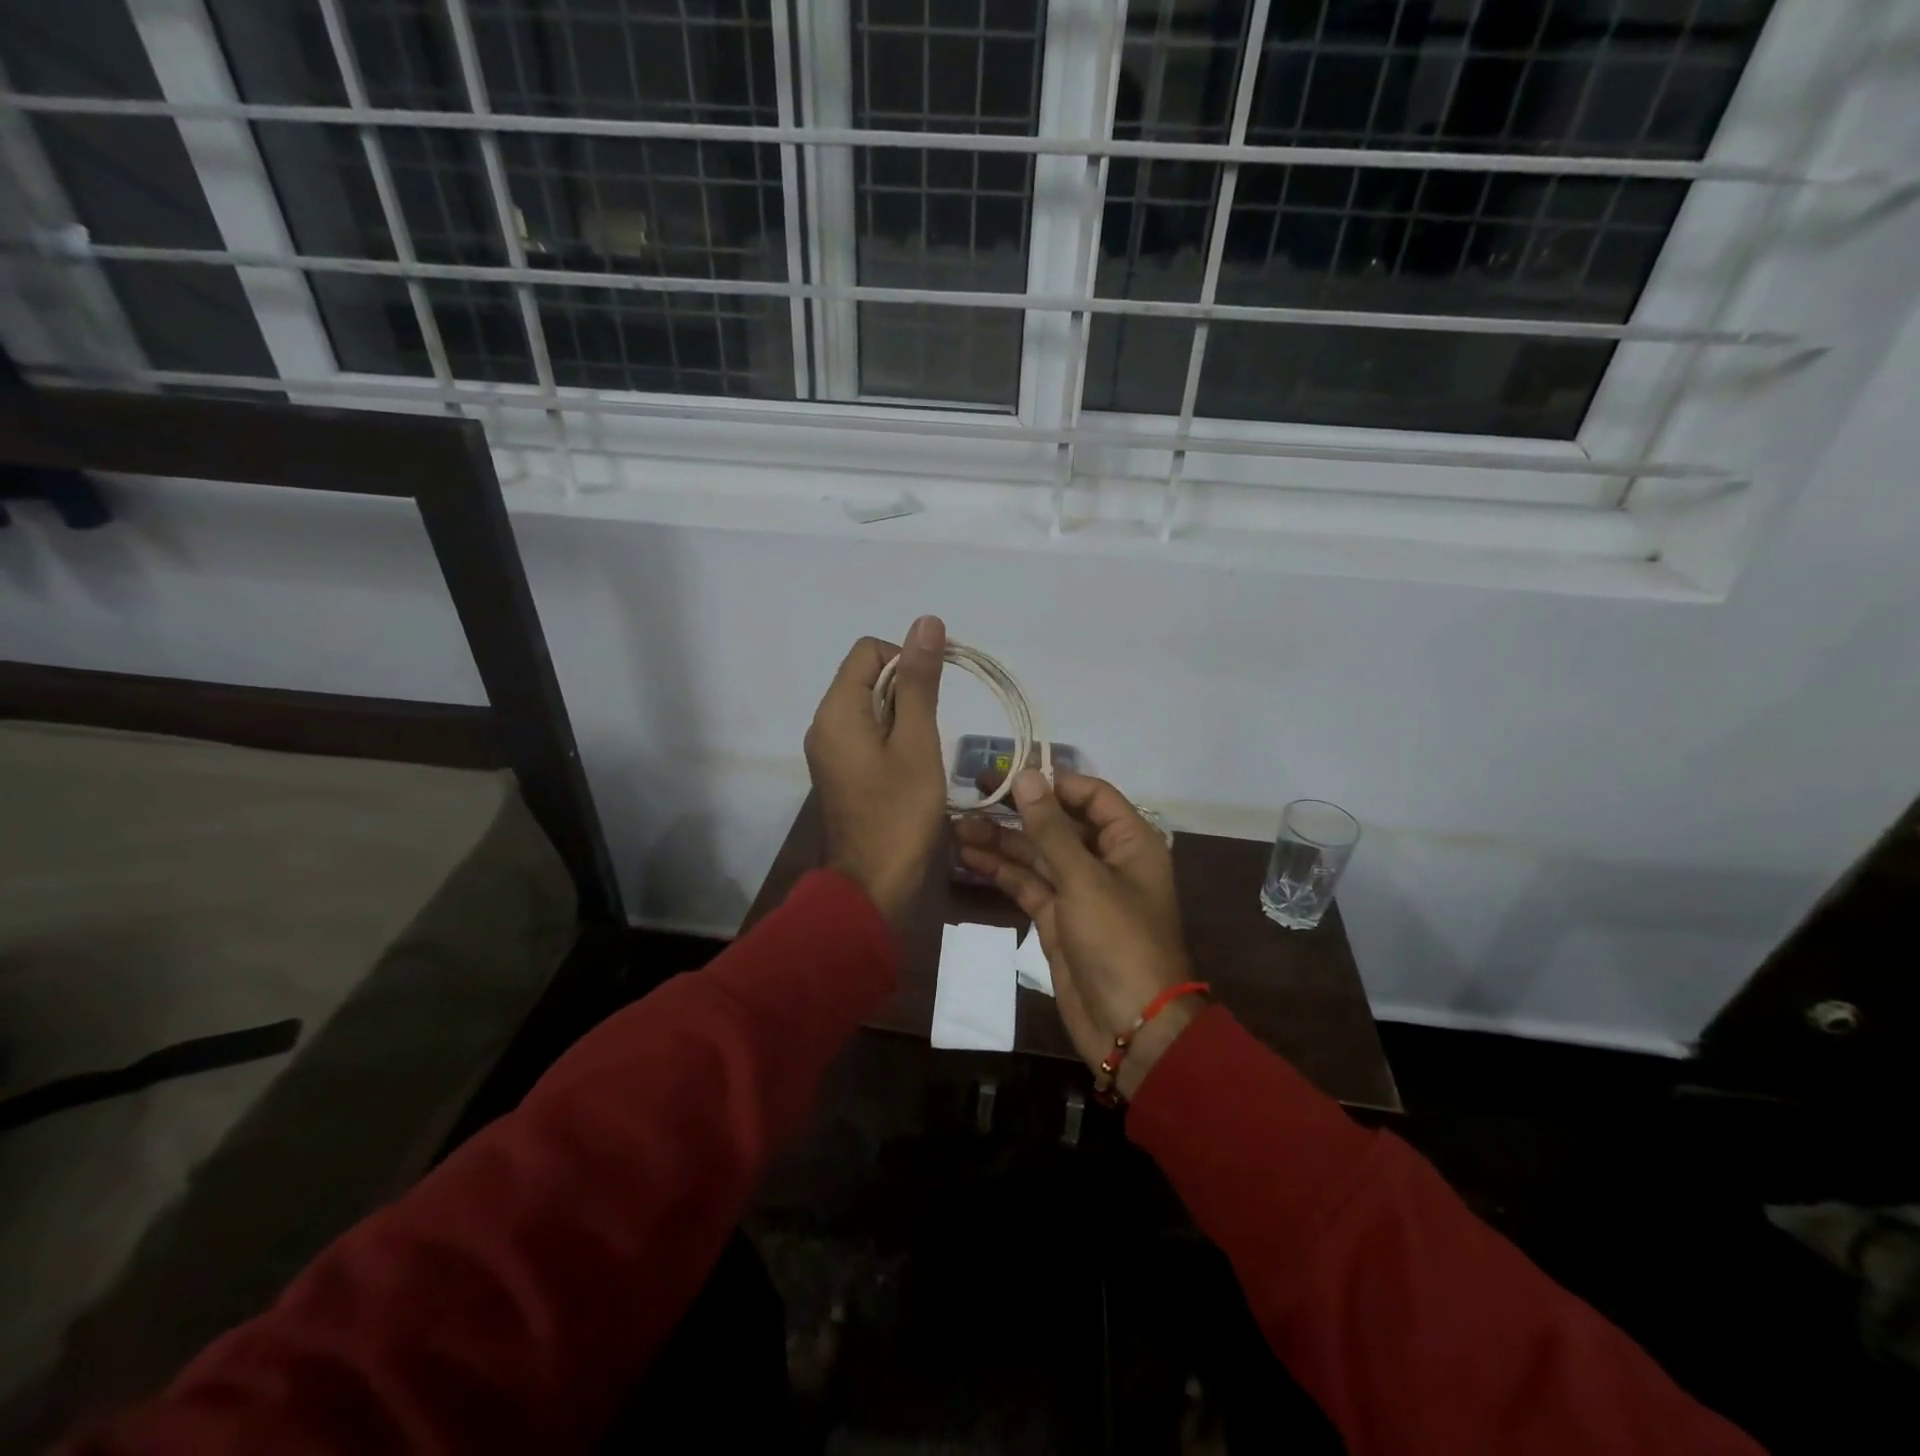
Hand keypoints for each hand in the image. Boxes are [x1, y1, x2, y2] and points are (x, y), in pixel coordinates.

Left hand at [804, 616, 949, 927]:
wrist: (874, 885)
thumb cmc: (900, 813)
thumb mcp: (917, 742)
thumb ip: (920, 681)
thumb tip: (926, 622)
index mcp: (836, 711)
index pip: (869, 651)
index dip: (907, 658)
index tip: (938, 689)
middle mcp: (823, 724)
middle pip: (867, 676)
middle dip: (907, 690)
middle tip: (931, 730)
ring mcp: (829, 750)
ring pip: (870, 707)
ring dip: (903, 716)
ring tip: (923, 751)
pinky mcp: (839, 771)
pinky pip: (866, 734)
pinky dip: (892, 737)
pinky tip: (911, 766)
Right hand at [955, 772, 1197, 1096]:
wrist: (1131, 1027)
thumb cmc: (1118, 941)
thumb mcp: (1084, 879)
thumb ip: (1051, 828)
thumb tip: (1027, 776)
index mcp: (1129, 842)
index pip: (1091, 795)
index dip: (1053, 782)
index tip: (1010, 773)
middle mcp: (1105, 860)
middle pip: (1058, 823)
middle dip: (1017, 810)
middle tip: (972, 792)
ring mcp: (1080, 891)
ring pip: (1037, 854)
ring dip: (1001, 840)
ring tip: (957, 824)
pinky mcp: (1058, 919)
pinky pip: (1028, 884)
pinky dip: (1001, 871)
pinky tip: (969, 856)